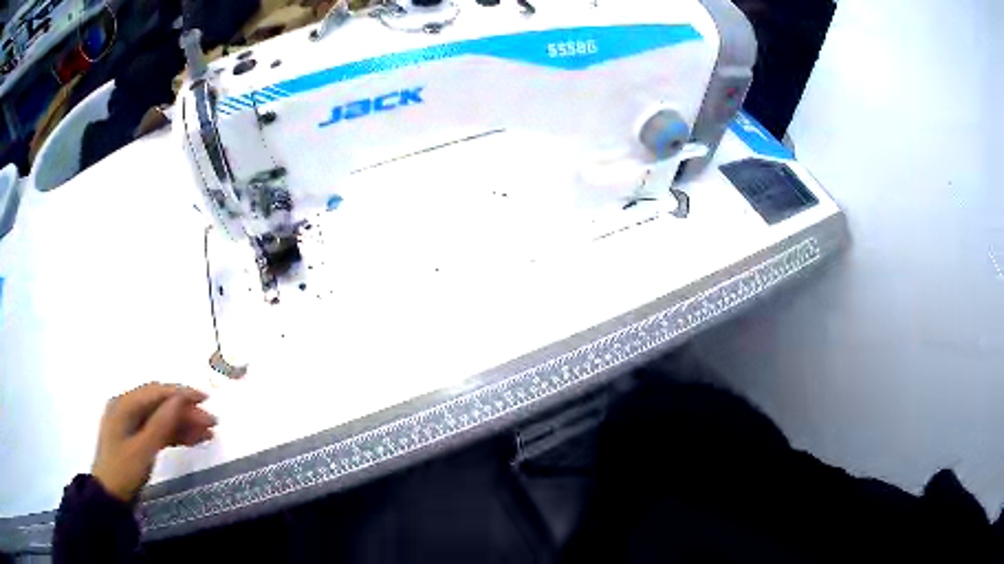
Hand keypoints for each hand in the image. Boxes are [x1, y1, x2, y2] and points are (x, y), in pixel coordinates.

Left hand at [92, 383, 216, 501]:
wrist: (111, 497)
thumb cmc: (124, 471)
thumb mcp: (143, 449)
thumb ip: (161, 423)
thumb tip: (180, 399)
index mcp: (124, 404)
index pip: (156, 392)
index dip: (181, 393)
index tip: (205, 398)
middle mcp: (127, 408)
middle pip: (160, 404)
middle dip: (186, 411)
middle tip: (212, 422)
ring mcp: (132, 424)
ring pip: (161, 418)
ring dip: (184, 424)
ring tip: (208, 434)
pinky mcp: (137, 439)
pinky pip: (158, 431)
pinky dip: (175, 435)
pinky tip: (193, 441)